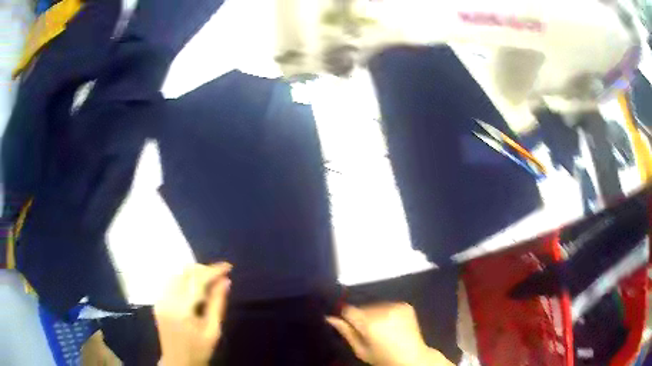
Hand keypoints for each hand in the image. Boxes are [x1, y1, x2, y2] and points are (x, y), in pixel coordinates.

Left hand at [154, 262, 231, 365]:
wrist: (178, 362)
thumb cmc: (199, 350)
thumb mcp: (213, 330)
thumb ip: (217, 304)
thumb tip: (225, 281)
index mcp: (182, 309)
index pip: (197, 281)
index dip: (213, 271)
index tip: (228, 267)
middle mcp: (167, 300)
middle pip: (184, 273)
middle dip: (203, 270)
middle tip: (219, 276)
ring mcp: (160, 300)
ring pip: (176, 274)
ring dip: (193, 273)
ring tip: (209, 281)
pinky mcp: (158, 302)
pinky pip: (170, 282)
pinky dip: (184, 279)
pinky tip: (194, 288)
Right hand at [326, 303, 452, 365]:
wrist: (411, 357)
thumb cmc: (382, 357)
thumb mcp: (360, 350)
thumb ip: (346, 332)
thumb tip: (329, 317)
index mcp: (369, 323)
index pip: (348, 309)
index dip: (346, 316)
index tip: (349, 324)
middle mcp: (382, 310)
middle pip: (363, 307)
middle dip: (362, 316)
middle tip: (368, 331)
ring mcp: (396, 306)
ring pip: (375, 305)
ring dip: (374, 313)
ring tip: (381, 328)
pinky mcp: (405, 305)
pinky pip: (388, 304)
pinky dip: (387, 312)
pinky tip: (391, 324)